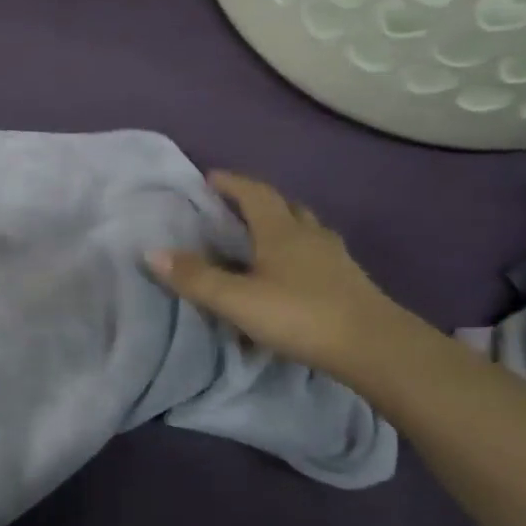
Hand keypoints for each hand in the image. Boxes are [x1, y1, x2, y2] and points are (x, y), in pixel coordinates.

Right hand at [148, 171, 407, 377]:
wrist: (374, 348)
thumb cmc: (301, 315)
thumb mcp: (238, 300)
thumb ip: (196, 278)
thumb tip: (151, 252)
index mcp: (282, 231)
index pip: (255, 193)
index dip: (232, 183)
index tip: (210, 177)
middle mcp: (310, 236)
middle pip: (284, 207)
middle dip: (258, 202)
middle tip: (233, 208)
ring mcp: (335, 259)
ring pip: (305, 231)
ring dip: (282, 228)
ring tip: (260, 240)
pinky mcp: (349, 283)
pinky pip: (317, 257)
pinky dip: (298, 256)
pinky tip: (290, 277)